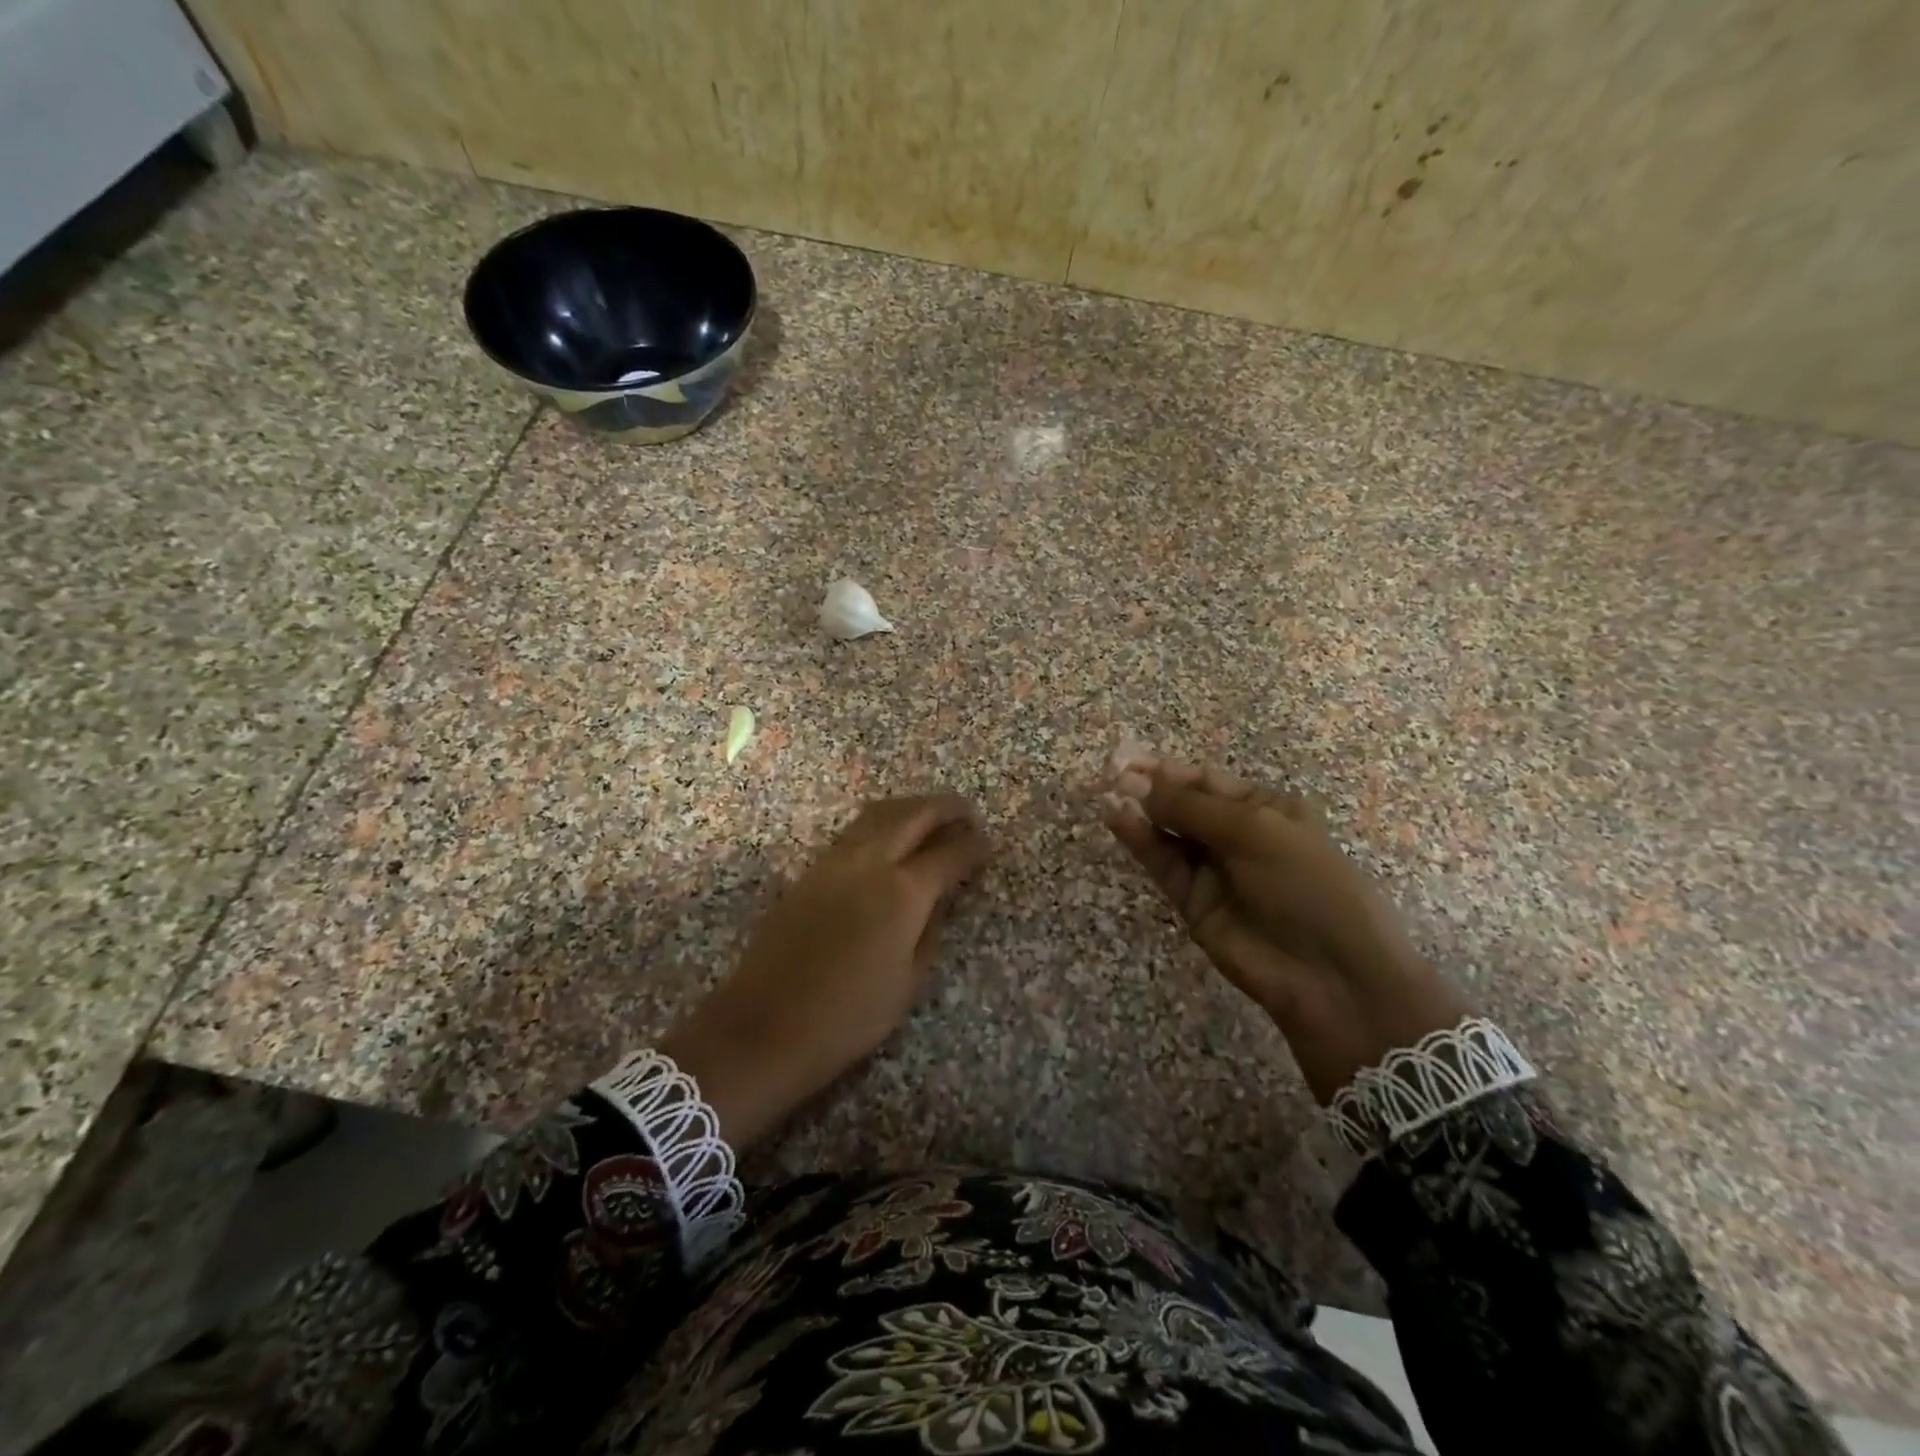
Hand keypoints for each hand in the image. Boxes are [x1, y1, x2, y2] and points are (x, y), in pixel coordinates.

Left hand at [662, 794, 989, 1147]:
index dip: (974, 846)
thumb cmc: (848, 1017)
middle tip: (967, 815)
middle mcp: (870, 862)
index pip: (949, 853)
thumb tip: (942, 898)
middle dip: (946, 808)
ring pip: (879, 813)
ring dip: (911, 808)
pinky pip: (855, 830)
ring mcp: (834, 861)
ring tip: (931, 819)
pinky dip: (881, 823)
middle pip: (914, 814)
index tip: (988, 845)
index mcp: (903, 892)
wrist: (764, 1027)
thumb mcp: (909, 982)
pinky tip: (890, 840)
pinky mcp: (809, 870)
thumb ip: (932, 930)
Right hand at [1104, 755, 1468, 1102]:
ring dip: (1140, 813)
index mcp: (1266, 808)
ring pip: (1169, 834)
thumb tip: (1132, 783)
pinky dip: (1141, 842)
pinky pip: (1164, 864)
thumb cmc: (1306, 884)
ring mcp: (1214, 870)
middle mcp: (1237, 835)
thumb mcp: (1254, 831)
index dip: (1169, 769)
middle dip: (1149, 789)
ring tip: (1107, 795)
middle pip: (1184, 805)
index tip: (1129, 759)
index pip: (1208, 780)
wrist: (1330, 975)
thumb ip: (1189, 807)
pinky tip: (1118, 821)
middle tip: (1109, 775)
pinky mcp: (1193, 902)